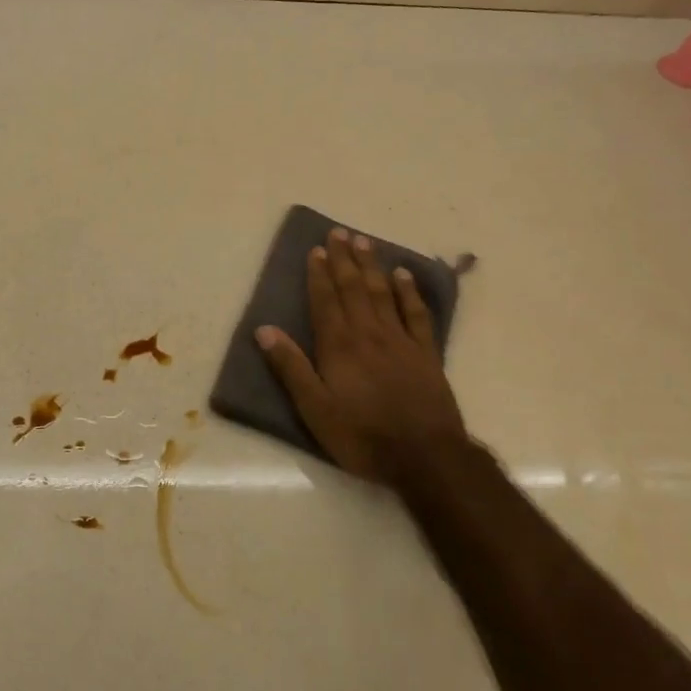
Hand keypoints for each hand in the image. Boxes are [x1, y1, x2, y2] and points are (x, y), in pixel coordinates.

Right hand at [256, 228, 471, 493]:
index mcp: (339, 346)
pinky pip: (416, 313)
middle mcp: (369, 333)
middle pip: (354, 288)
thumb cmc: (362, 436)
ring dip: (372, 266)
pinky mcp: (426, 353)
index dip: (319, 274)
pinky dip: (409, 291)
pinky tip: (403, 275)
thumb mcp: (315, 409)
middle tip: (339, 232)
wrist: (426, 457)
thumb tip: (264, 330)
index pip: (326, 300)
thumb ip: (291, 368)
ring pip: (383, 293)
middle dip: (344, 259)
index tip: (316, 249)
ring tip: (364, 241)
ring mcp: (401, 340)